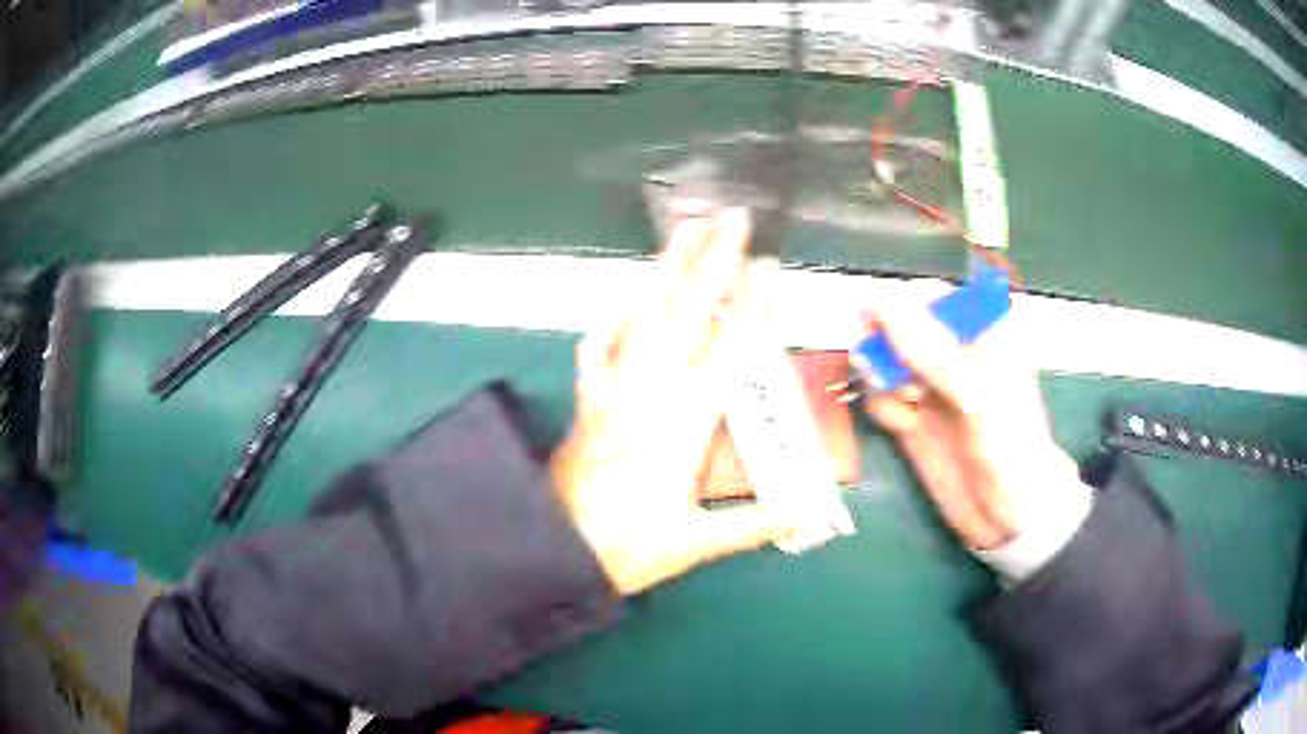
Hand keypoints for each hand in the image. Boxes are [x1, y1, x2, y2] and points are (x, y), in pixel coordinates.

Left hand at [551, 208, 796, 594]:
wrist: (553, 549)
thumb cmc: (626, 548)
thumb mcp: (695, 542)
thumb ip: (756, 523)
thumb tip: (813, 512)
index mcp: (682, 425)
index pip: (729, 353)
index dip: (753, 307)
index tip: (769, 266)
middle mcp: (647, 394)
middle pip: (684, 315)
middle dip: (711, 261)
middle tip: (731, 219)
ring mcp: (612, 390)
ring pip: (639, 317)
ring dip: (663, 270)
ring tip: (683, 231)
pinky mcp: (588, 399)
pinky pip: (599, 346)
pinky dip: (614, 317)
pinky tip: (625, 298)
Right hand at [861, 301, 1087, 551]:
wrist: (1009, 517)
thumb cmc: (1009, 448)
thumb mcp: (977, 395)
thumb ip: (931, 349)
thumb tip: (878, 296)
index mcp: (980, 330)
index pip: (927, 296)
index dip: (898, 308)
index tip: (879, 330)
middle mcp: (951, 352)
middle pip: (897, 326)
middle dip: (884, 346)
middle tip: (891, 375)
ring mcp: (930, 385)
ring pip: (883, 360)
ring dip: (881, 378)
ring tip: (905, 407)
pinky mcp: (911, 418)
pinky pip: (880, 395)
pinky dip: (881, 406)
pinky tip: (900, 426)